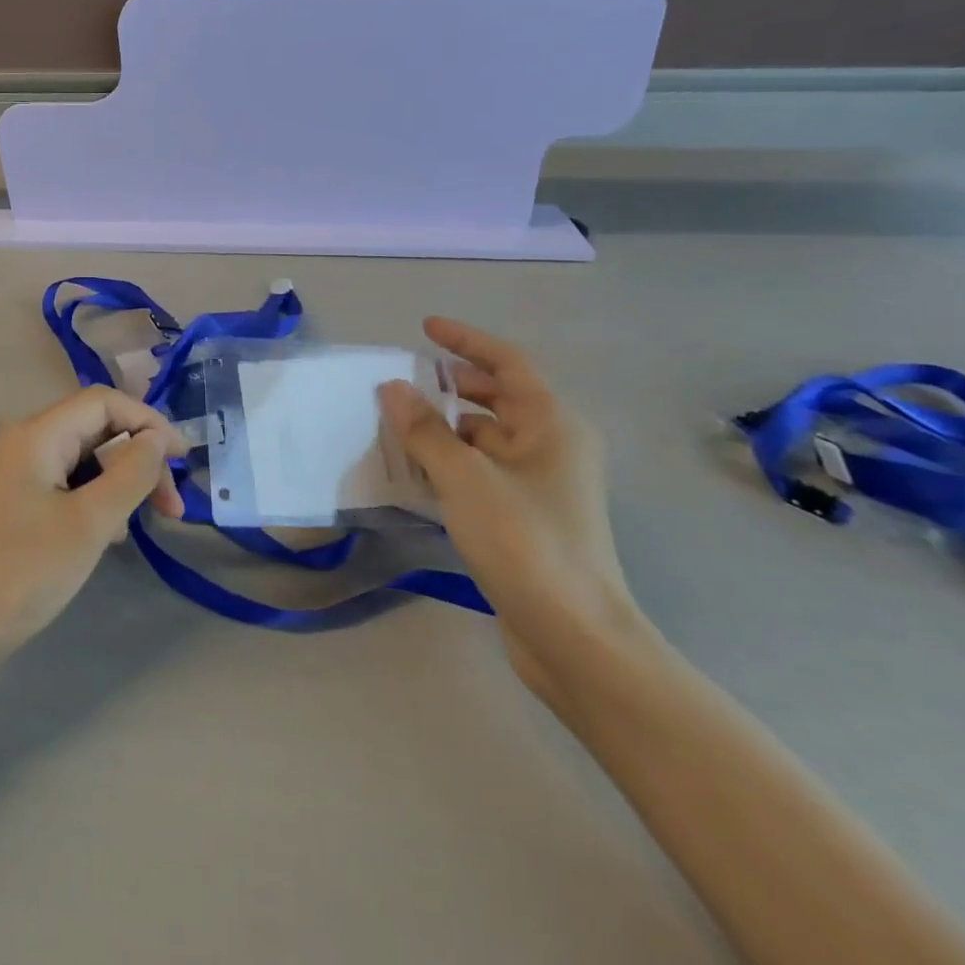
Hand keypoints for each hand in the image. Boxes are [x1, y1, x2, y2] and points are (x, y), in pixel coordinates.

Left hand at [0, 387, 188, 653]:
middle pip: (95, 428)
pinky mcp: (16, 502)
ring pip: (84, 459)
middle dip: (139, 459)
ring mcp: (17, 473)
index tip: (184, 460)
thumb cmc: (23, 572)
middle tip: (173, 507)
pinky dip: (96, 500)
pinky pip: (67, 484)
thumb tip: (157, 440)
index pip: (103, 402)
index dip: (148, 422)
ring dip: (120, 482)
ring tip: (141, 525)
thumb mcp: (89, 522)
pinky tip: (109, 535)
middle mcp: (25, 442)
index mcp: (36, 434)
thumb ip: (130, 474)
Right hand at [381, 318, 637, 700]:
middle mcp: (552, 446)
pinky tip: (414, 469)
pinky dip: (450, 461)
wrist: (573, 636)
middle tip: (404, 379)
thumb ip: (424, 429)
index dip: (466, 341)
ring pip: (486, 437)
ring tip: (397, 423)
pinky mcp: (526, 516)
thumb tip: (391, 388)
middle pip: (498, 398)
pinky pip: (482, 470)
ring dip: (445, 426)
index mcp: (552, 425)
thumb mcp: (465, 478)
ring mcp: (541, 484)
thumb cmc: (525, 541)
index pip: (507, 363)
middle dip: (452, 384)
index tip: (425, 328)